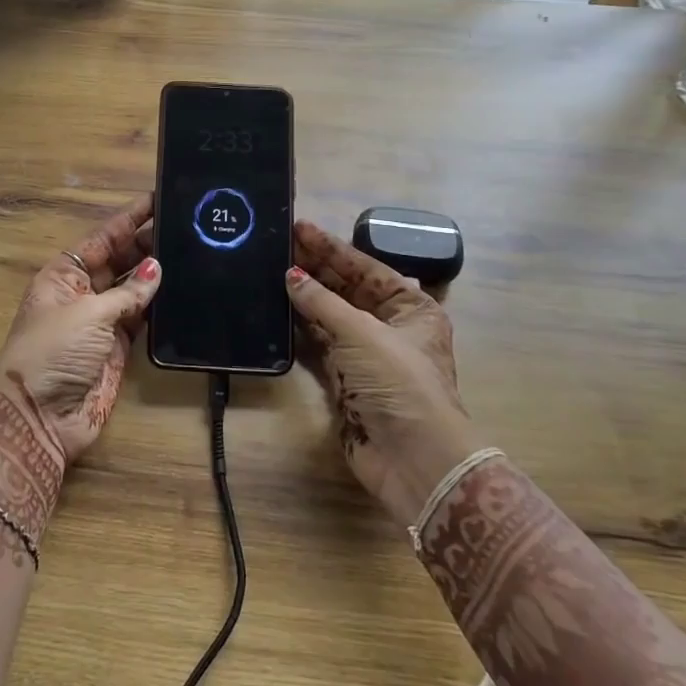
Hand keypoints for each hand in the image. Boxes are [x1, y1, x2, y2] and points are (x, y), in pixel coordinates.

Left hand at [0, 193, 160, 461]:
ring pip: (134, 289)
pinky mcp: (118, 349)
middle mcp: (83, 292)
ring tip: (192, 250)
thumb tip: (157, 269)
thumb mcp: (88, 314)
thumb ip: (127, 292)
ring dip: (157, 275)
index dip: (128, 219)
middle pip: (120, 260)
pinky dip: (160, 307)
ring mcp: (101, 321)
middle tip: (186, 224)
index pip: (101, 238)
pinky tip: (184, 290)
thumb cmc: (53, 352)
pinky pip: (142, 319)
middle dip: (147, 244)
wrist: (39, 417)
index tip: (157, 198)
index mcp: (64, 274)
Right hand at [285, 220, 482, 525]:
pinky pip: (320, 344)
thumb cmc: (398, 383)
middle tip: (280, 245)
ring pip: (331, 316)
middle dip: (316, 268)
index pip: (366, 268)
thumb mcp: (362, 333)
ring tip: (271, 270)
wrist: (413, 457)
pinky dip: (301, 328)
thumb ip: (323, 303)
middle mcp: (391, 326)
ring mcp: (367, 354)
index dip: (332, 248)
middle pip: (348, 289)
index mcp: (412, 308)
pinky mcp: (346, 380)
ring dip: (306, 297)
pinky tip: (278, 309)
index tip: (300, 227)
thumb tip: (291, 277)